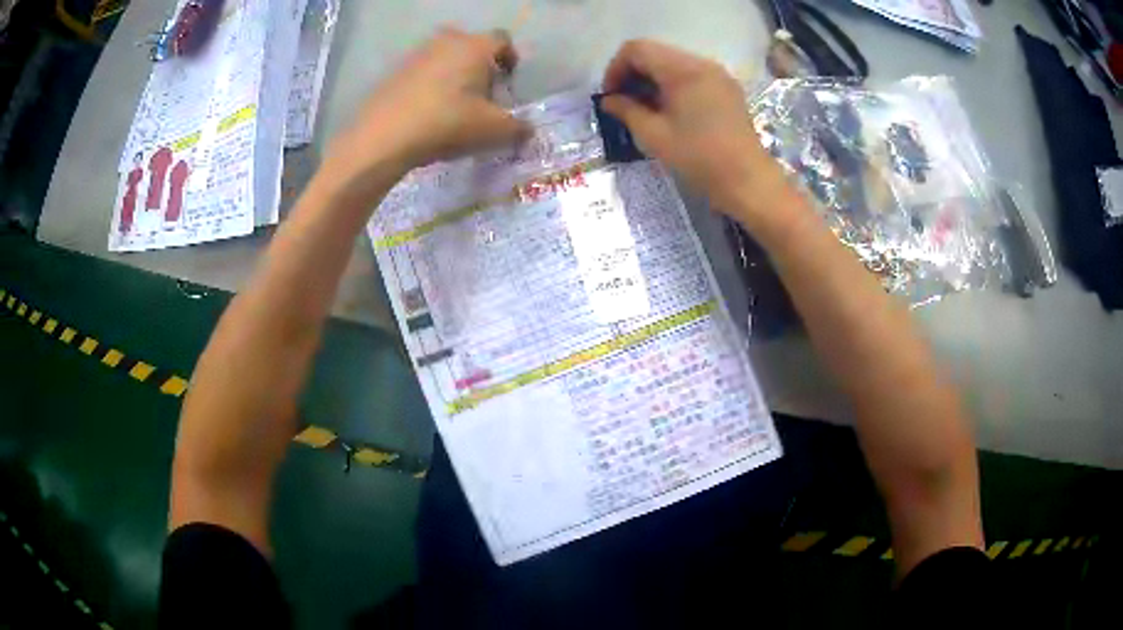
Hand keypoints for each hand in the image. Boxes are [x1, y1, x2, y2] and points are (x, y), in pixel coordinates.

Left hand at [328, 27, 528, 189]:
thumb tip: (528, 129)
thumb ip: (518, 128)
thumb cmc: (448, 123)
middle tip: (481, 92)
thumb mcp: (493, 131)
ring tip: (453, 105)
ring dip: (453, 74)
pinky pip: (421, 72)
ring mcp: (416, 55)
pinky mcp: (394, 73)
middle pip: (470, 44)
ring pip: (444, 57)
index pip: (502, 39)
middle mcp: (446, 42)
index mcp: (475, 47)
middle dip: (480, 64)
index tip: (508, 80)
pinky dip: (429, 85)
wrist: (384, 137)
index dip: (510, 57)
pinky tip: (427, 112)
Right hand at [601, 41, 797, 228]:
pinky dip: (673, 85)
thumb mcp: (654, 136)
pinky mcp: (727, 88)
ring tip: (645, 109)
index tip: (610, 96)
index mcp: (683, 70)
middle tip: (623, 103)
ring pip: (673, 63)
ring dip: (653, 80)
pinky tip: (670, 111)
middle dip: (633, 73)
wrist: (748, 180)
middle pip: (656, 53)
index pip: (637, 49)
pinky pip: (692, 75)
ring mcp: (718, 75)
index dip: (616, 68)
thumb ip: (626, 110)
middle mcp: (702, 63)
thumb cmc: (699, 158)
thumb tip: (609, 100)